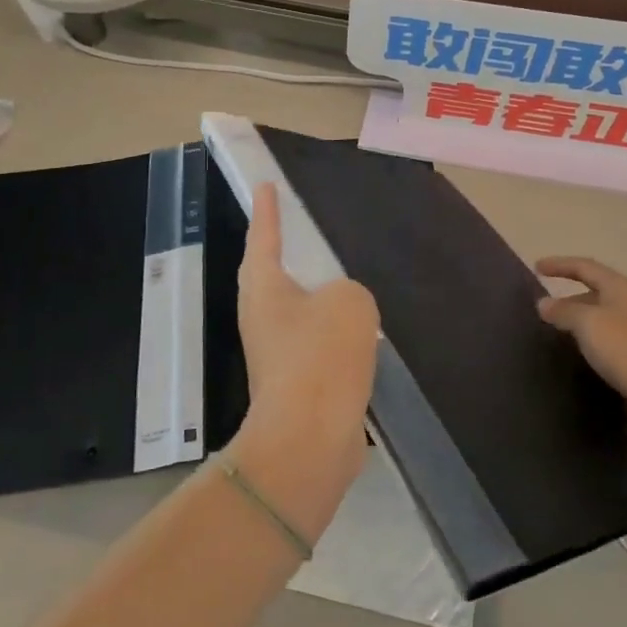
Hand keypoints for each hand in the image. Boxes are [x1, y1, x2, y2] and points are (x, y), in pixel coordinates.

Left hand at [230, 184, 378, 542]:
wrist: (310, 441)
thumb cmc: (321, 357)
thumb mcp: (349, 302)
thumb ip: (348, 293)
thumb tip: (341, 312)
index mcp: (264, 289)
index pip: (264, 237)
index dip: (268, 210)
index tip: (265, 185)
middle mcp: (263, 317)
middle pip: (275, 275)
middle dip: (291, 255)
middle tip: (309, 232)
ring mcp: (278, 353)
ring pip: (301, 312)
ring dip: (320, 299)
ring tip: (347, 281)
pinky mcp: (298, 383)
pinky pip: (319, 344)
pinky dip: (337, 334)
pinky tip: (363, 333)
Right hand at [535, 257, 626, 424]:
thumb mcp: (590, 325)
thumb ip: (564, 312)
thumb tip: (544, 303)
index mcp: (619, 288)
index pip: (584, 267)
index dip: (560, 265)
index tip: (536, 267)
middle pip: (595, 291)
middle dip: (569, 296)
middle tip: (544, 309)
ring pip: (603, 317)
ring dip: (581, 320)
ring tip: (558, 334)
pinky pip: (612, 339)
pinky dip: (594, 341)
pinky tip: (585, 356)